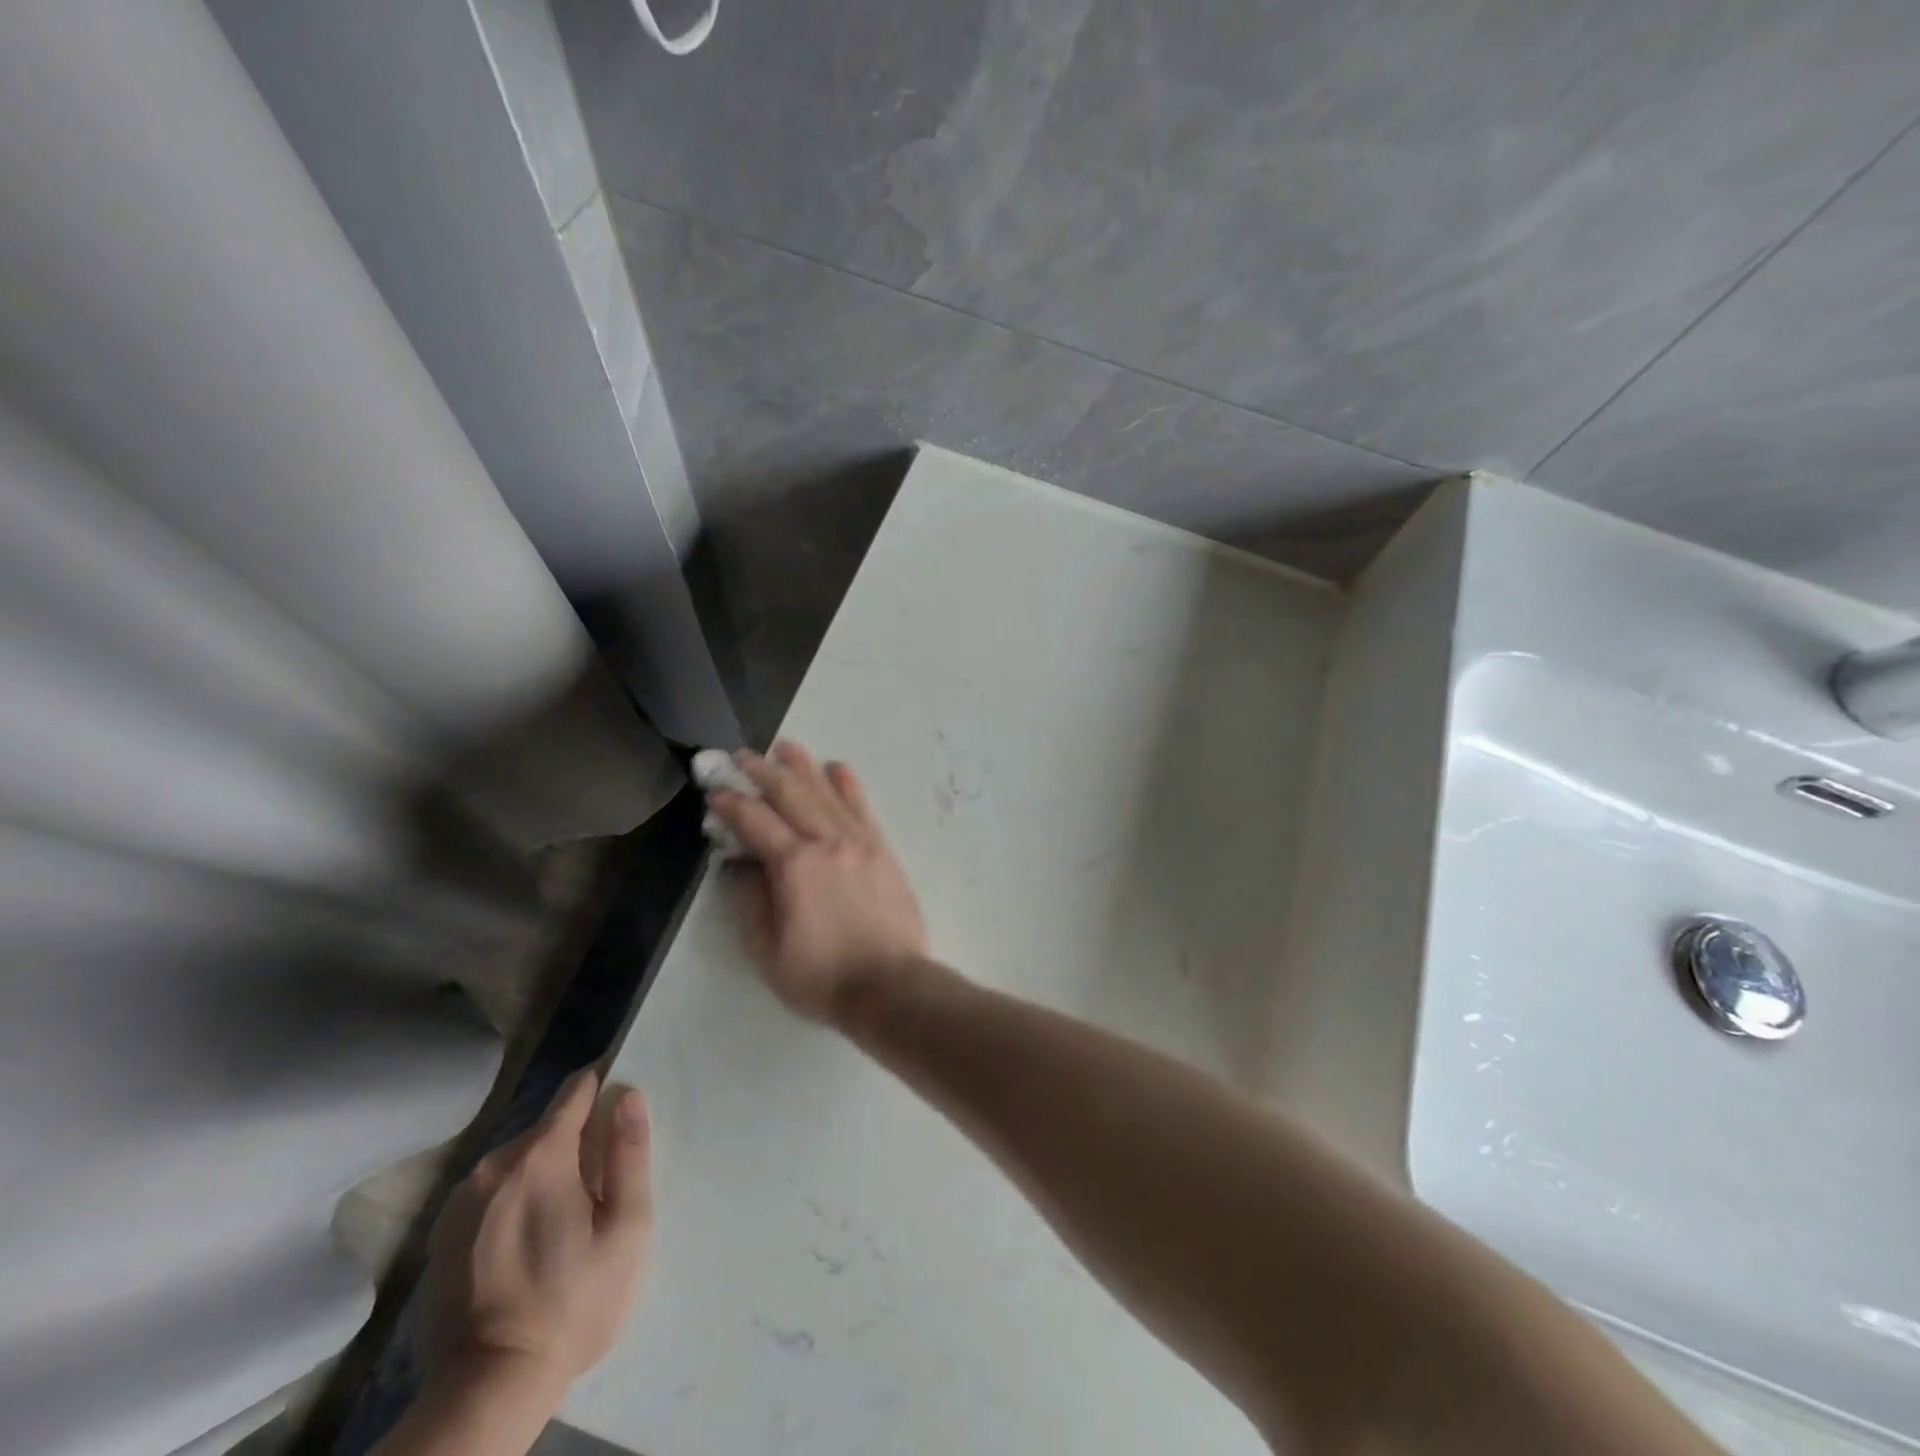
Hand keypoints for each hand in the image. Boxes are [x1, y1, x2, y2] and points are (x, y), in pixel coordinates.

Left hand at [418, 1069, 652, 1403]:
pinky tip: (529, 1240)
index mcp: (540, 1155)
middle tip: (603, 1179)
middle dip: (577, 1139)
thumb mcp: (626, 1228)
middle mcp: (493, 1165)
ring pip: (517, 1161)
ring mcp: (460, 1202)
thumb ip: (629, 1154)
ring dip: (544, 1171)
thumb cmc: (571, 1303)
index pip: (576, 1089)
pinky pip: (491, 1193)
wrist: (486, 1391)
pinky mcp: (441, 1236)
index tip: (624, 1100)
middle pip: (547, 1127)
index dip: (604, 1085)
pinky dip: (514, 1199)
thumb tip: (628, 1095)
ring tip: (568, 1214)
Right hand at [708, 742, 929, 1024]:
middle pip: (790, 794)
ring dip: (803, 766)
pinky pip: (862, 806)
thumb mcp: (767, 950)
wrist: (891, 985)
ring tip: (785, 747)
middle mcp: (827, 841)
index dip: (731, 802)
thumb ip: (751, 900)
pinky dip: (848, 784)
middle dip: (762, 771)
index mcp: (794, 866)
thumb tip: (742, 864)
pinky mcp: (882, 848)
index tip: (715, 791)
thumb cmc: (822, 977)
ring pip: (826, 791)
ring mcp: (859, 841)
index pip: (755, 821)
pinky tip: (837, 767)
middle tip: (742, 755)